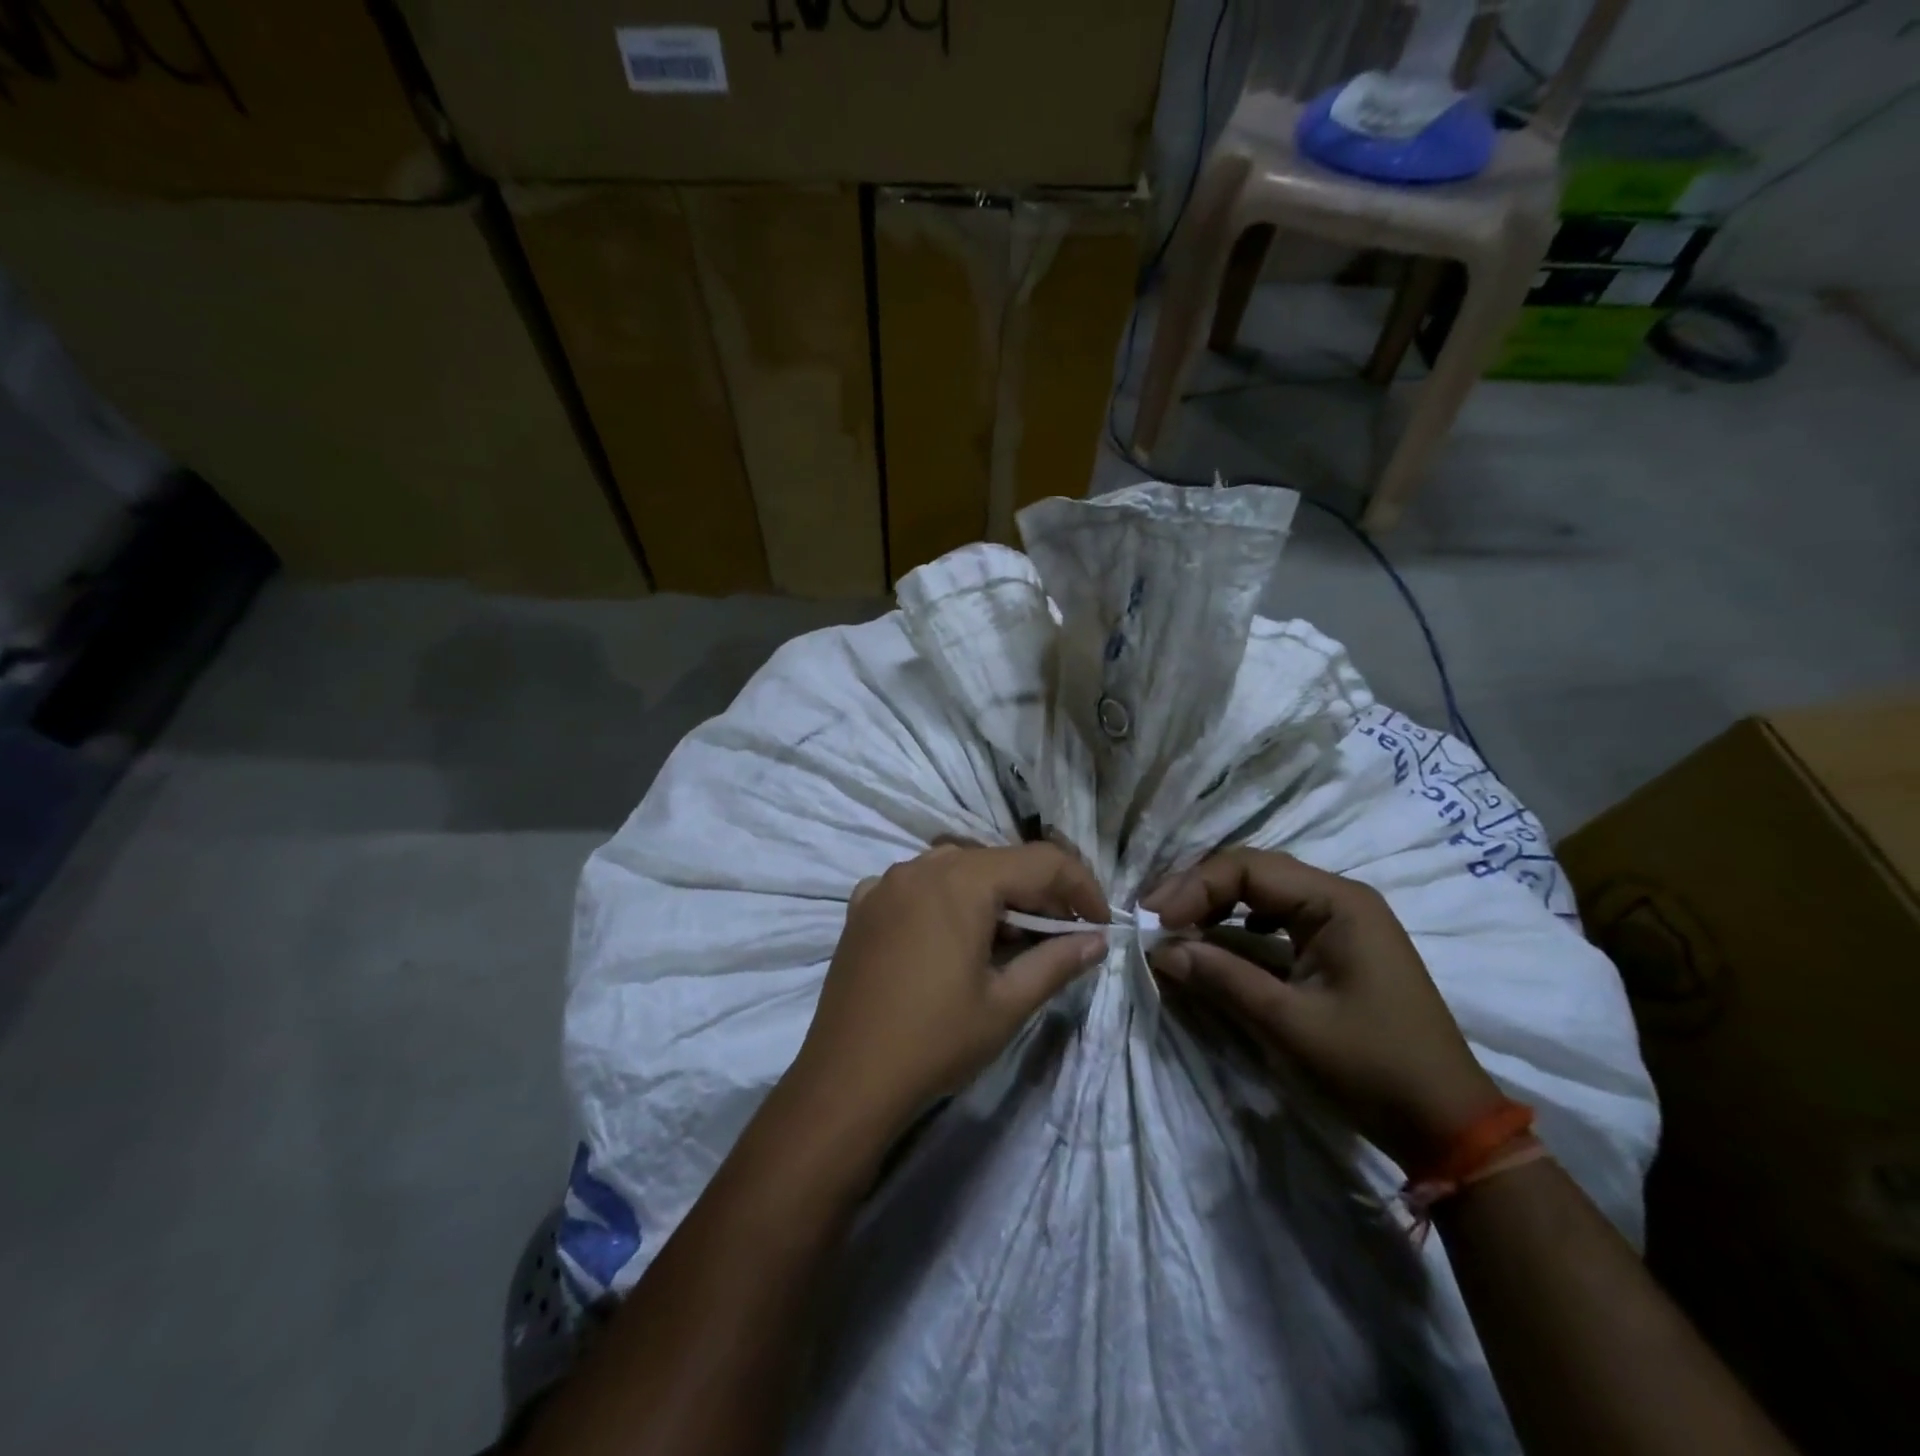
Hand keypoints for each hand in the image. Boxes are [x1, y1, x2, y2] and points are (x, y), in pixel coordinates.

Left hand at [787, 844, 1109, 1141]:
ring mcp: (886, 883)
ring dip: (994, 897)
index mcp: (962, 880)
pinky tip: (952, 941)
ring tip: (1010, 942)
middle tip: (1062, 938)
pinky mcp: (862, 907)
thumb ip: (1057, 961)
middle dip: (1038, 895)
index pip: (1041, 862)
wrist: (846, 1080)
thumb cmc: (935, 1040)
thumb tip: (1097, 940)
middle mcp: (922, 866)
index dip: (1080, 887)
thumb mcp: (1006, 1004)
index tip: (1100, 924)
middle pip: (998, 862)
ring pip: (958, 871)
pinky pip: (918, 887)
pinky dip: (947, 903)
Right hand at [1142, 849, 1503, 1170]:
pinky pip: (1275, 920)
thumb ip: (1222, 977)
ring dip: (1215, 905)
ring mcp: (1340, 921)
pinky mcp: (1335, 947)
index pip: (1249, 868)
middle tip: (1153, 918)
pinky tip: (1217, 941)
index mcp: (1338, 902)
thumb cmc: (1373, 1068)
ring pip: (1262, 893)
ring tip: (1174, 926)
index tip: (1155, 920)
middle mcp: (1339, 898)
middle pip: (1253, 872)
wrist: (1448, 1126)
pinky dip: (1237, 926)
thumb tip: (1160, 950)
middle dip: (1198, 890)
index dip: (1194, 887)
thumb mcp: (1290, 1024)